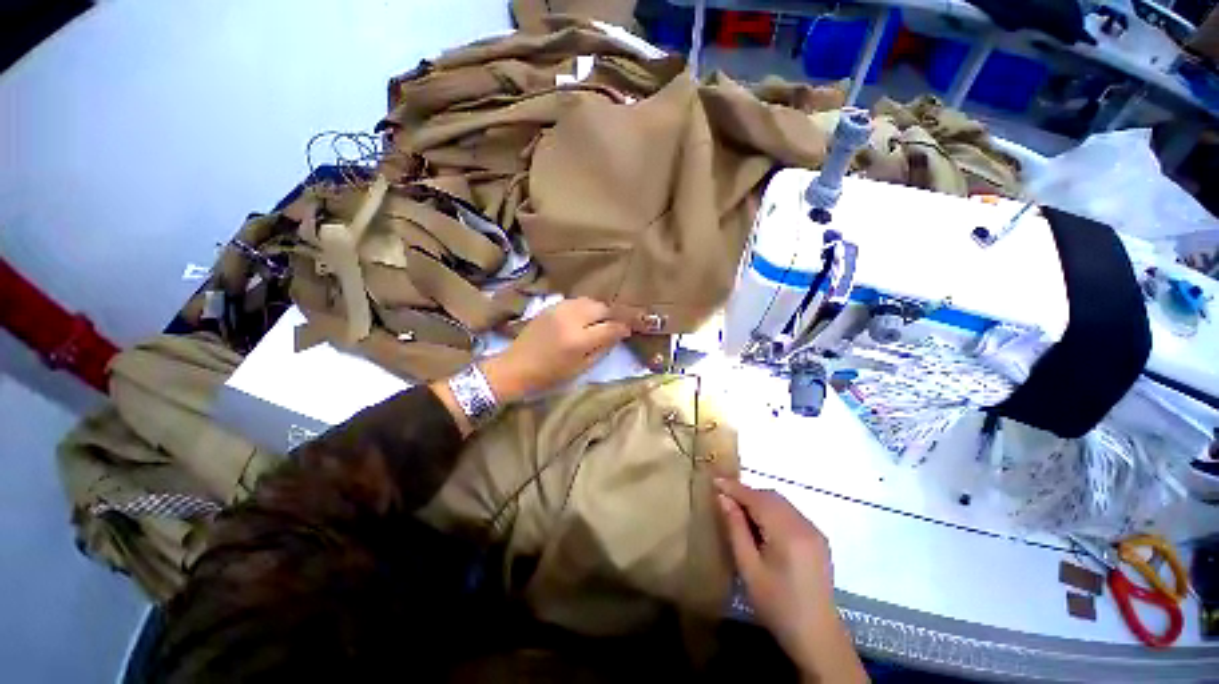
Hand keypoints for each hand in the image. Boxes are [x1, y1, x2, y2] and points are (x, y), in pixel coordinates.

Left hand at [482, 298, 629, 402]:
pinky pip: (575, 301)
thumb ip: (601, 350)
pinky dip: (585, 307)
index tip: (628, 331)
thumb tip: (617, 335)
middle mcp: (571, 319)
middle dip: (613, 315)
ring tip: (601, 320)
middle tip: (616, 324)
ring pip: (589, 301)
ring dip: (599, 309)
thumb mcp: (580, 369)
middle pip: (602, 308)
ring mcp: (559, 310)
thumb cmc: (549, 376)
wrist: (515, 368)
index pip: (610, 327)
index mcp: (579, 340)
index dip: (623, 328)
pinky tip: (584, 317)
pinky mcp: (550, 307)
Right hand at [717, 479, 861, 680]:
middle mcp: (804, 525)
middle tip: (724, 497)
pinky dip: (772, 510)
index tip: (715, 481)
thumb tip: (723, 498)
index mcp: (788, 533)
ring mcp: (814, 531)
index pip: (757, 498)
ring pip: (781, 503)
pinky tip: (761, 524)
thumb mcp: (749, 568)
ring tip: (738, 509)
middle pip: (771, 497)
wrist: (817, 637)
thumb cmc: (777, 605)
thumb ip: (736, 528)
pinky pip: (790, 513)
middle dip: (747, 493)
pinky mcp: (818, 539)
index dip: (735, 488)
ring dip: (759, 500)